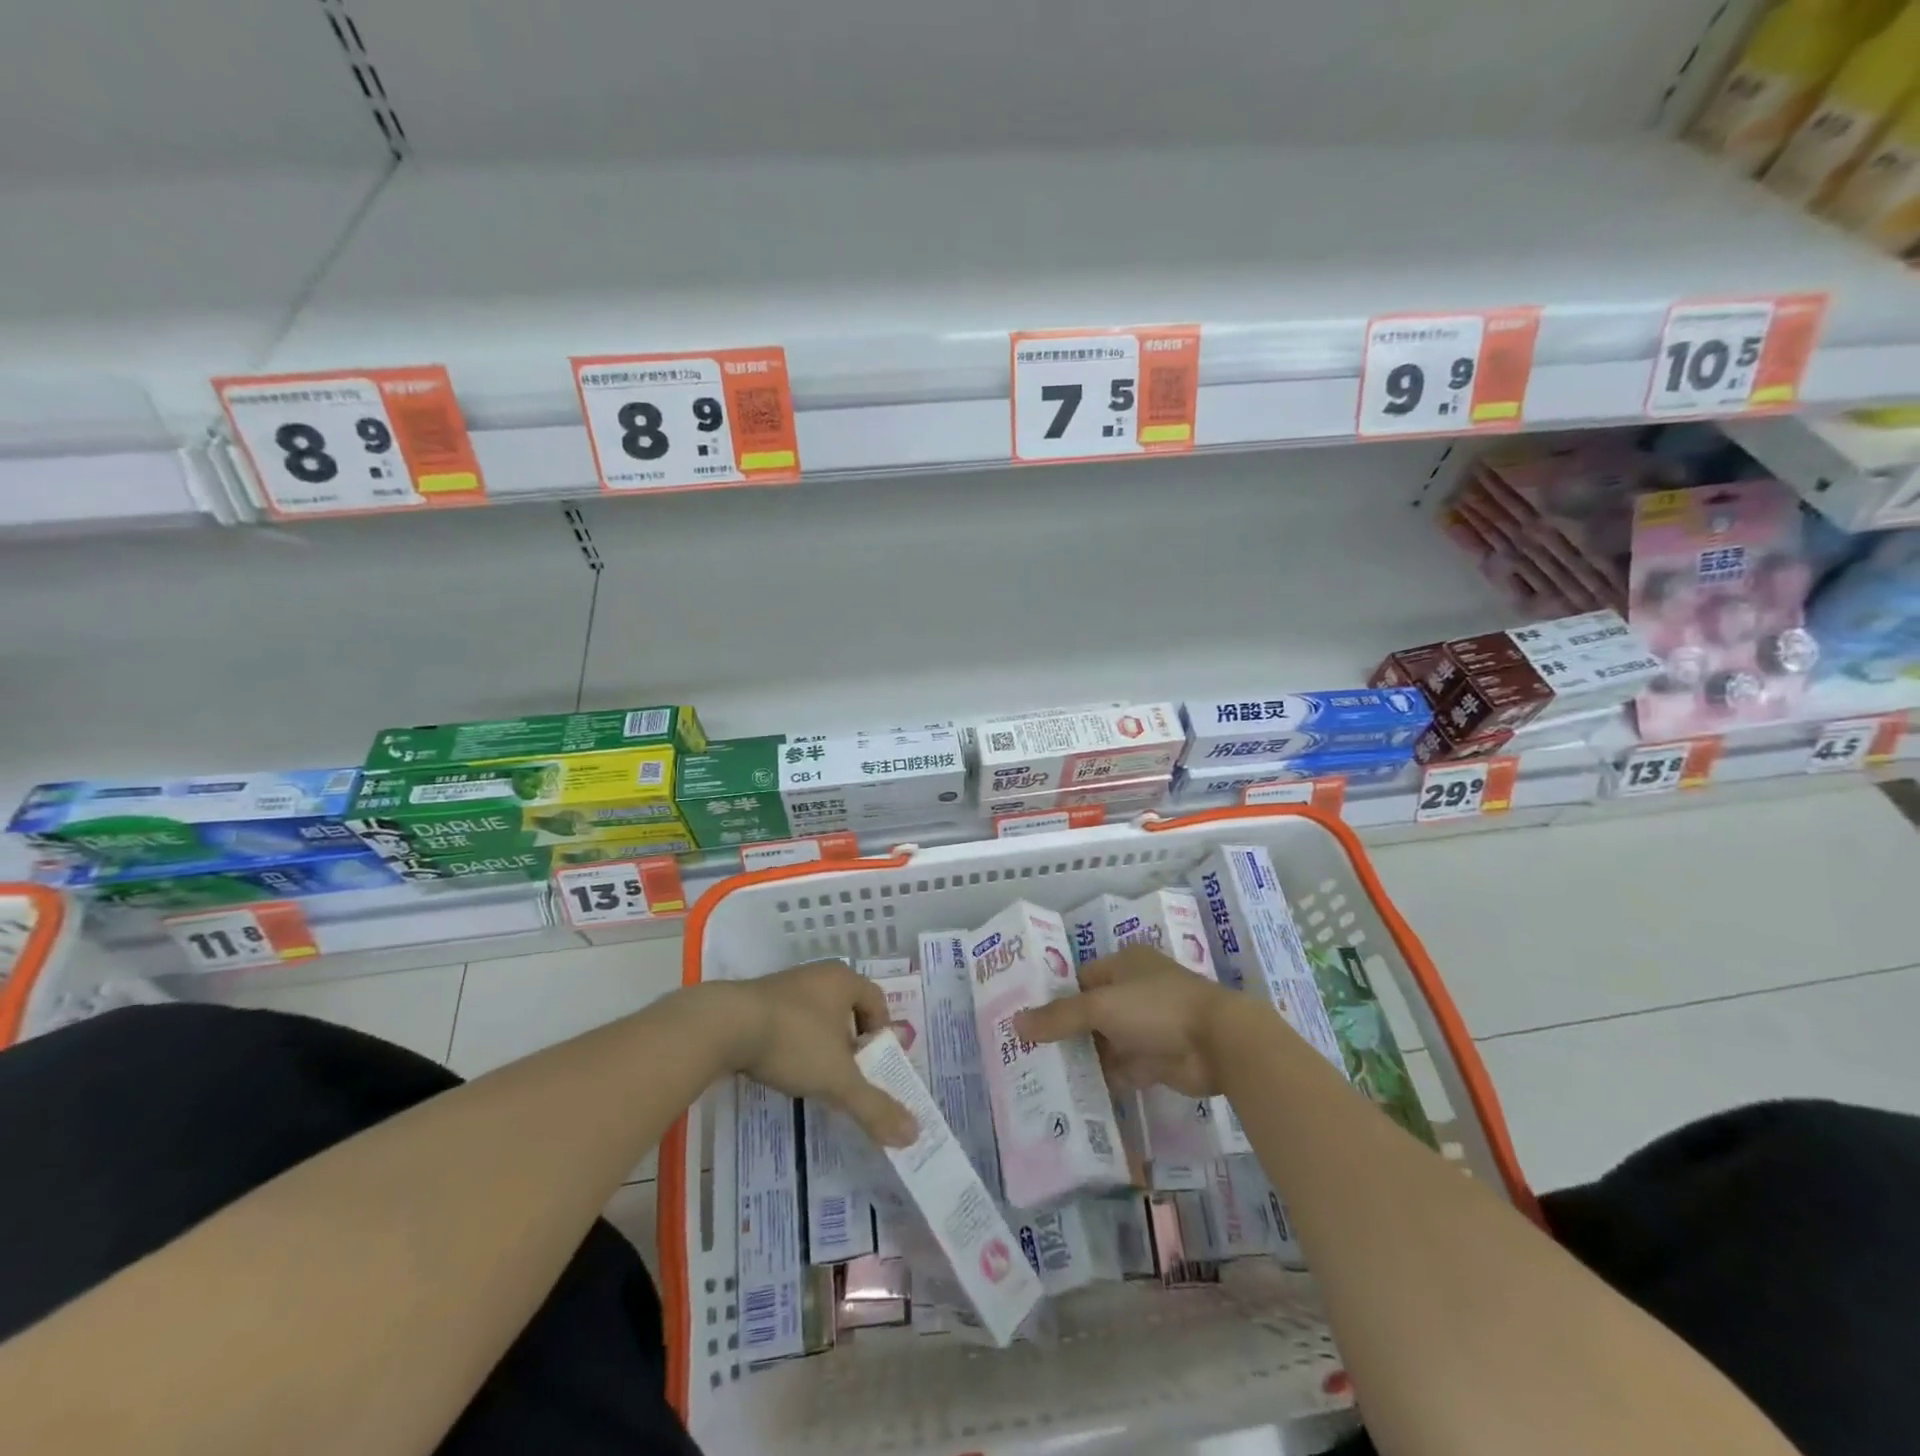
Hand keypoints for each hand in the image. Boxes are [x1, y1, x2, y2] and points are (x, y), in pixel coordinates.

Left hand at [716, 961, 916, 1145]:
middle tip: (848, 1074)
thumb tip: (914, 1134)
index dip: (881, 1034)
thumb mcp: (838, 1079)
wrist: (722, 1025)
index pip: (877, 1002)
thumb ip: (874, 1106)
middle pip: (847, 1008)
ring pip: (816, 1014)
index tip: (874, 1066)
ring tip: (814, 1075)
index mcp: (844, 980)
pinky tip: (781, 1065)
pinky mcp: (756, 999)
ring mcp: (785, 984)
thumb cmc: (792, 1041)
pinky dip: (792, 1041)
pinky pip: (788, 1019)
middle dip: (851, 1041)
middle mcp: (818, 975)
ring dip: (821, 1042)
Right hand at [1013, 944, 1244, 1096]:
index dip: (1055, 998)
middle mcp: (1134, 990)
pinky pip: (1120, 1067)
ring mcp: (1146, 1026)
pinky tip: (1073, 1091)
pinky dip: (1102, 1077)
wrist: (1218, 1044)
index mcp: (1124, 964)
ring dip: (1082, 1056)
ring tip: (1042, 1074)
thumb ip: (1059, 1016)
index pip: (1080, 979)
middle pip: (1090, 1011)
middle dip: (1065, 1031)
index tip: (1026, 1019)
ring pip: (1104, 1041)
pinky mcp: (1155, 1059)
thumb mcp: (1101, 1007)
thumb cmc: (1157, 1008)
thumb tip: (1015, 1022)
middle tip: (1027, 1051)